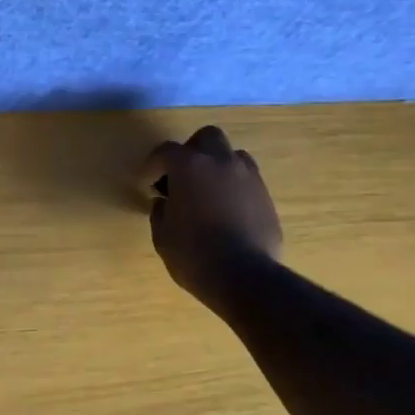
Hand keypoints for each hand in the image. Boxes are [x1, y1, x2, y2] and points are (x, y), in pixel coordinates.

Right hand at [141, 126, 282, 303]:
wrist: (245, 276)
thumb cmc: (194, 255)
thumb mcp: (163, 236)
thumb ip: (160, 212)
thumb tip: (165, 203)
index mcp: (190, 166)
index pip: (166, 152)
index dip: (153, 166)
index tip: (147, 184)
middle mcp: (221, 162)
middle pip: (206, 137)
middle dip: (191, 151)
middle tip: (181, 177)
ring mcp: (248, 177)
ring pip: (232, 155)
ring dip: (217, 166)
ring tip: (208, 192)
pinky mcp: (266, 196)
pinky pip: (247, 180)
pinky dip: (234, 187)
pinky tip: (227, 210)